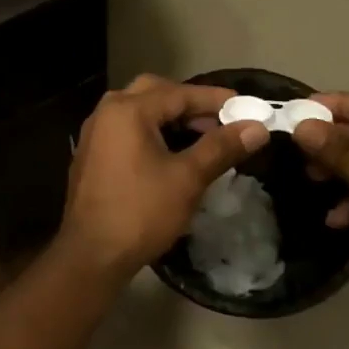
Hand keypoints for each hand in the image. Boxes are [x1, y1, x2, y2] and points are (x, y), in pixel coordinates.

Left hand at [61, 76, 268, 282]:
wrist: (91, 256)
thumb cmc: (141, 213)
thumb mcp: (188, 179)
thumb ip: (221, 147)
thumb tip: (257, 128)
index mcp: (128, 110)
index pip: (179, 93)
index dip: (215, 99)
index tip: (246, 106)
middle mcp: (106, 113)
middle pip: (155, 93)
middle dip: (190, 103)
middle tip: (220, 120)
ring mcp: (94, 134)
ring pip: (139, 111)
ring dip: (170, 117)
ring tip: (202, 137)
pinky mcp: (91, 155)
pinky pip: (126, 130)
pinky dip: (152, 132)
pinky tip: (172, 154)